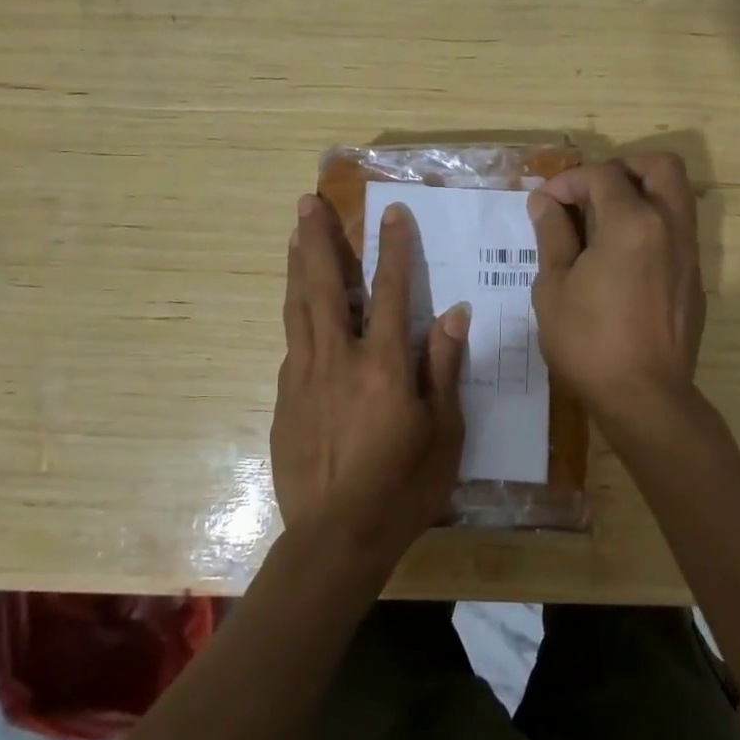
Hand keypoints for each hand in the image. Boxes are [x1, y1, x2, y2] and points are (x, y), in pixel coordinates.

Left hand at [271, 194, 468, 566]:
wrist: (335, 537)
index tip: (391, 212)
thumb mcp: (444, 433)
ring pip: (299, 307)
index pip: (390, 291)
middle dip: (320, 239)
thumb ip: (444, 368)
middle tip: (308, 202)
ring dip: (299, 265)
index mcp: (383, 365)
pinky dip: (297, 313)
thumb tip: (455, 314)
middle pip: (327, 286)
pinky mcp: (284, 397)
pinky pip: (292, 342)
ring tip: (295, 233)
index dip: (393, 248)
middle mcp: (338, 359)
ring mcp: (304, 376)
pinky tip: (299, 305)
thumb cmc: (403, 487)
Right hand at [528, 153, 705, 422]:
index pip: (603, 175)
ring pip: (676, 195)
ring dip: (641, 192)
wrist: (645, 397)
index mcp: (633, 223)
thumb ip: (552, 235)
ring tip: (604, 220)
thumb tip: (545, 202)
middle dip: (622, 167)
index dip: (568, 180)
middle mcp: (670, 226)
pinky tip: (622, 257)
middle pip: (659, 166)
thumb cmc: (589, 342)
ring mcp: (688, 253)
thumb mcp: (554, 287)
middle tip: (591, 191)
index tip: (545, 203)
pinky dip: (652, 223)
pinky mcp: (694, 278)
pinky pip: (678, 229)